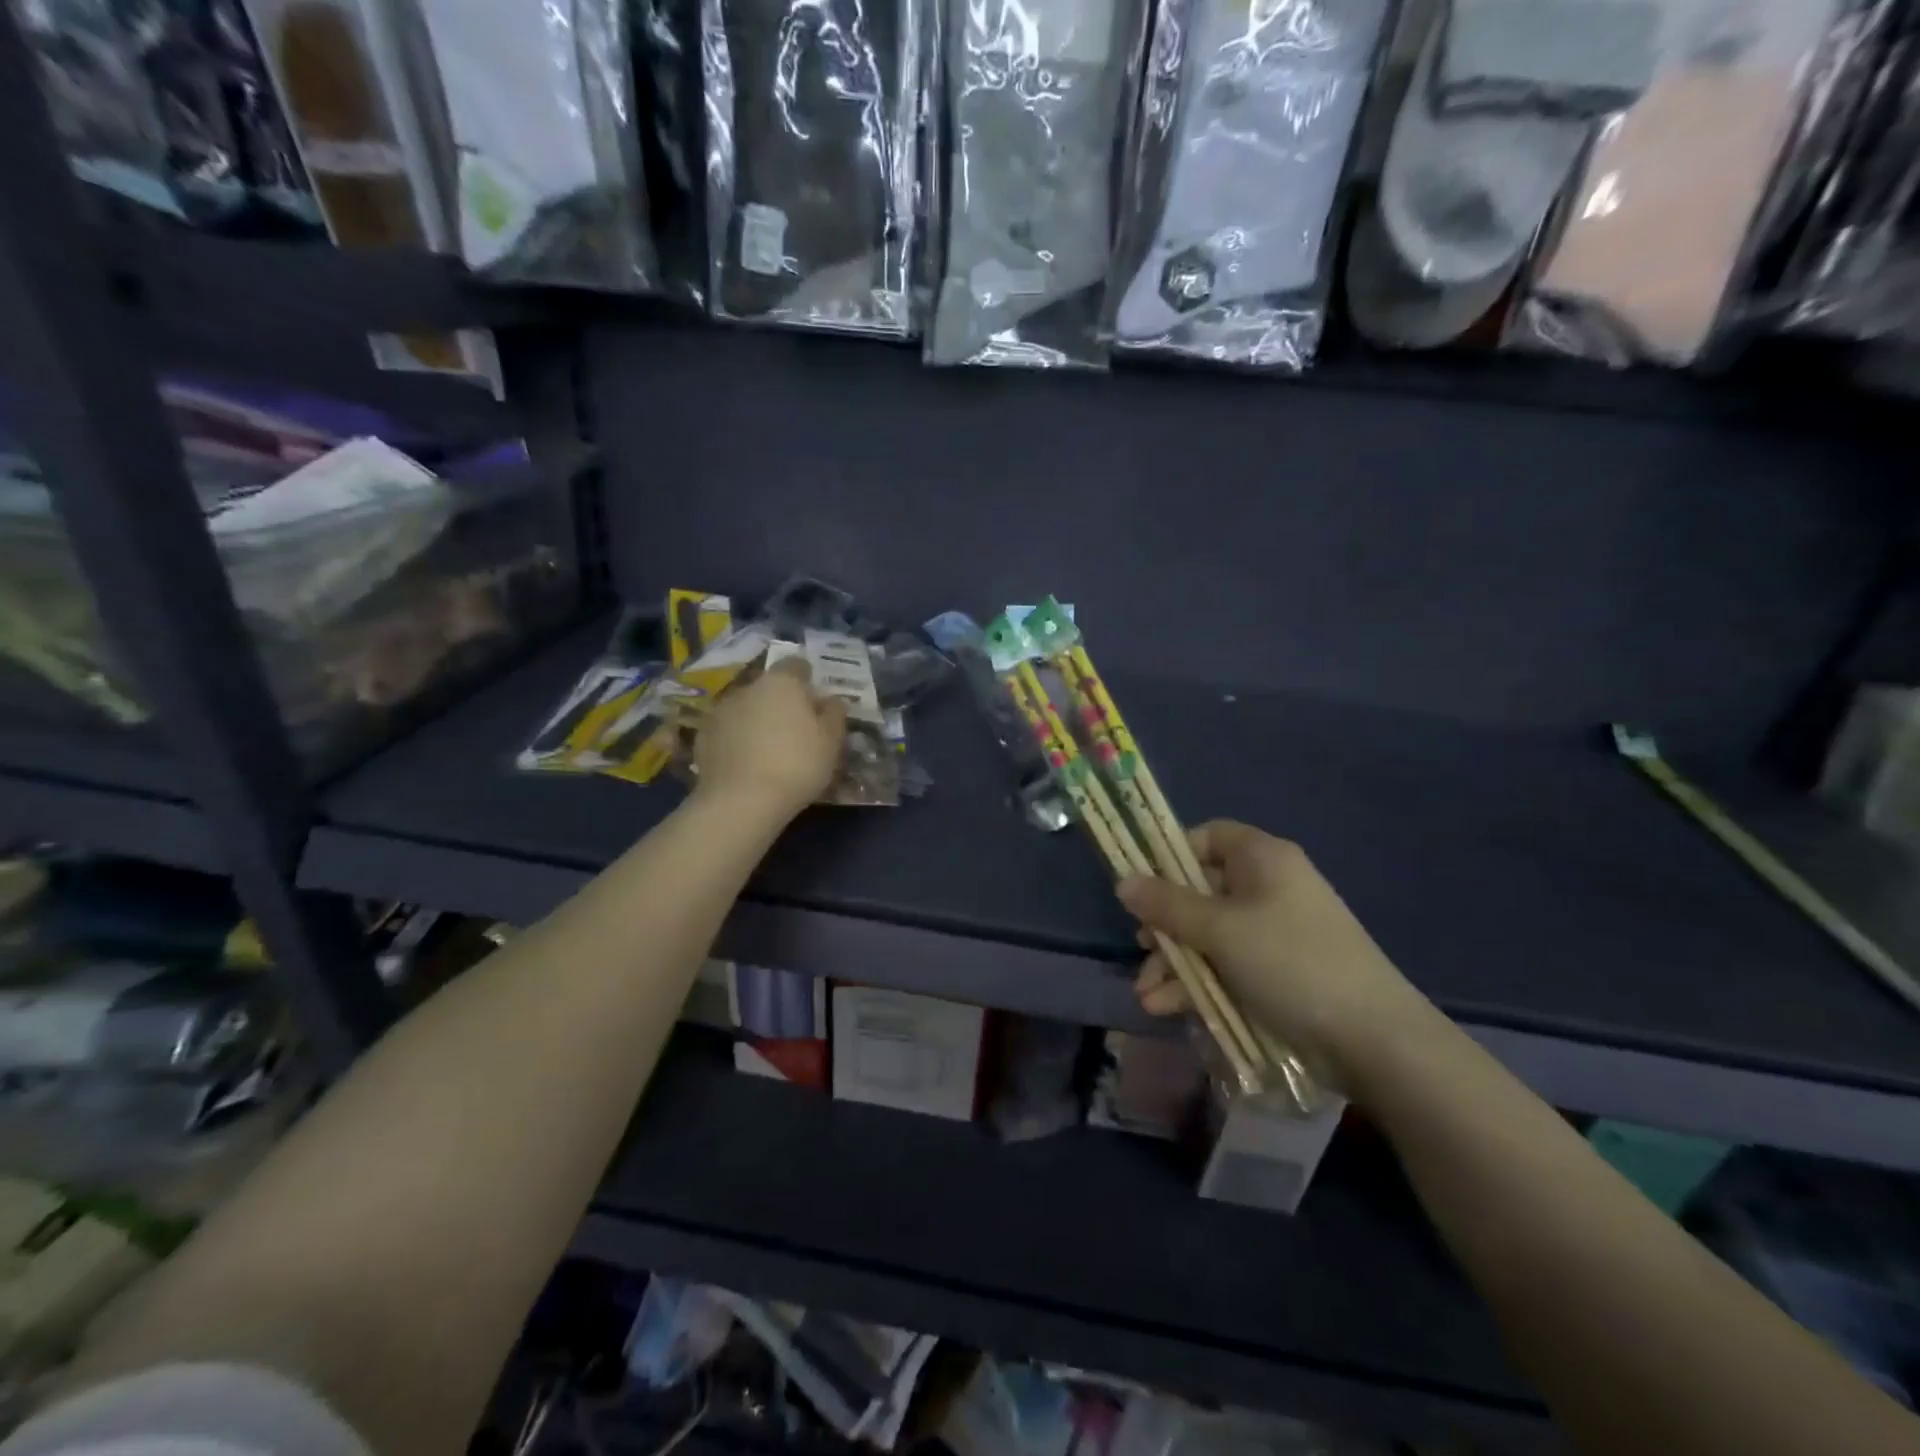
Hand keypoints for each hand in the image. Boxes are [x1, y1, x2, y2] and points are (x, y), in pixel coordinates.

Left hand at [694, 658, 847, 820]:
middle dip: (781, 702)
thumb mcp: (831, 742)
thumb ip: (834, 714)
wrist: (742, 801)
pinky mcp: (703, 737)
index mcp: (782, 682)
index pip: (796, 665)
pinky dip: (737, 740)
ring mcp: (721, 711)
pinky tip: (747, 764)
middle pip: (769, 687)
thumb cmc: (797, 765)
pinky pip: (727, 731)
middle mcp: (748, 688)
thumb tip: (831, 700)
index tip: (814, 701)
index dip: (806, 680)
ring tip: (769, 750)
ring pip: (746, 709)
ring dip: (757, 721)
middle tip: (796, 730)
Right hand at [1118, 822, 1435, 1086]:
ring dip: (1175, 964)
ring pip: (1208, 935)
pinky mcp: (1276, 972)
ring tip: (1147, 997)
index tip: (1143, 886)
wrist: (1372, 1039)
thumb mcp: (1220, 930)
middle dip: (1165, 925)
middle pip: (1200, 891)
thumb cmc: (1290, 962)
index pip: (1207, 837)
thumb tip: (1122, 880)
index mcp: (1262, 859)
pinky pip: (1226, 965)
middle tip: (1144, 948)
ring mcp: (1273, 932)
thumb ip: (1167, 905)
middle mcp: (1267, 887)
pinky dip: (1197, 984)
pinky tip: (1166, 1009)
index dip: (1171, 856)